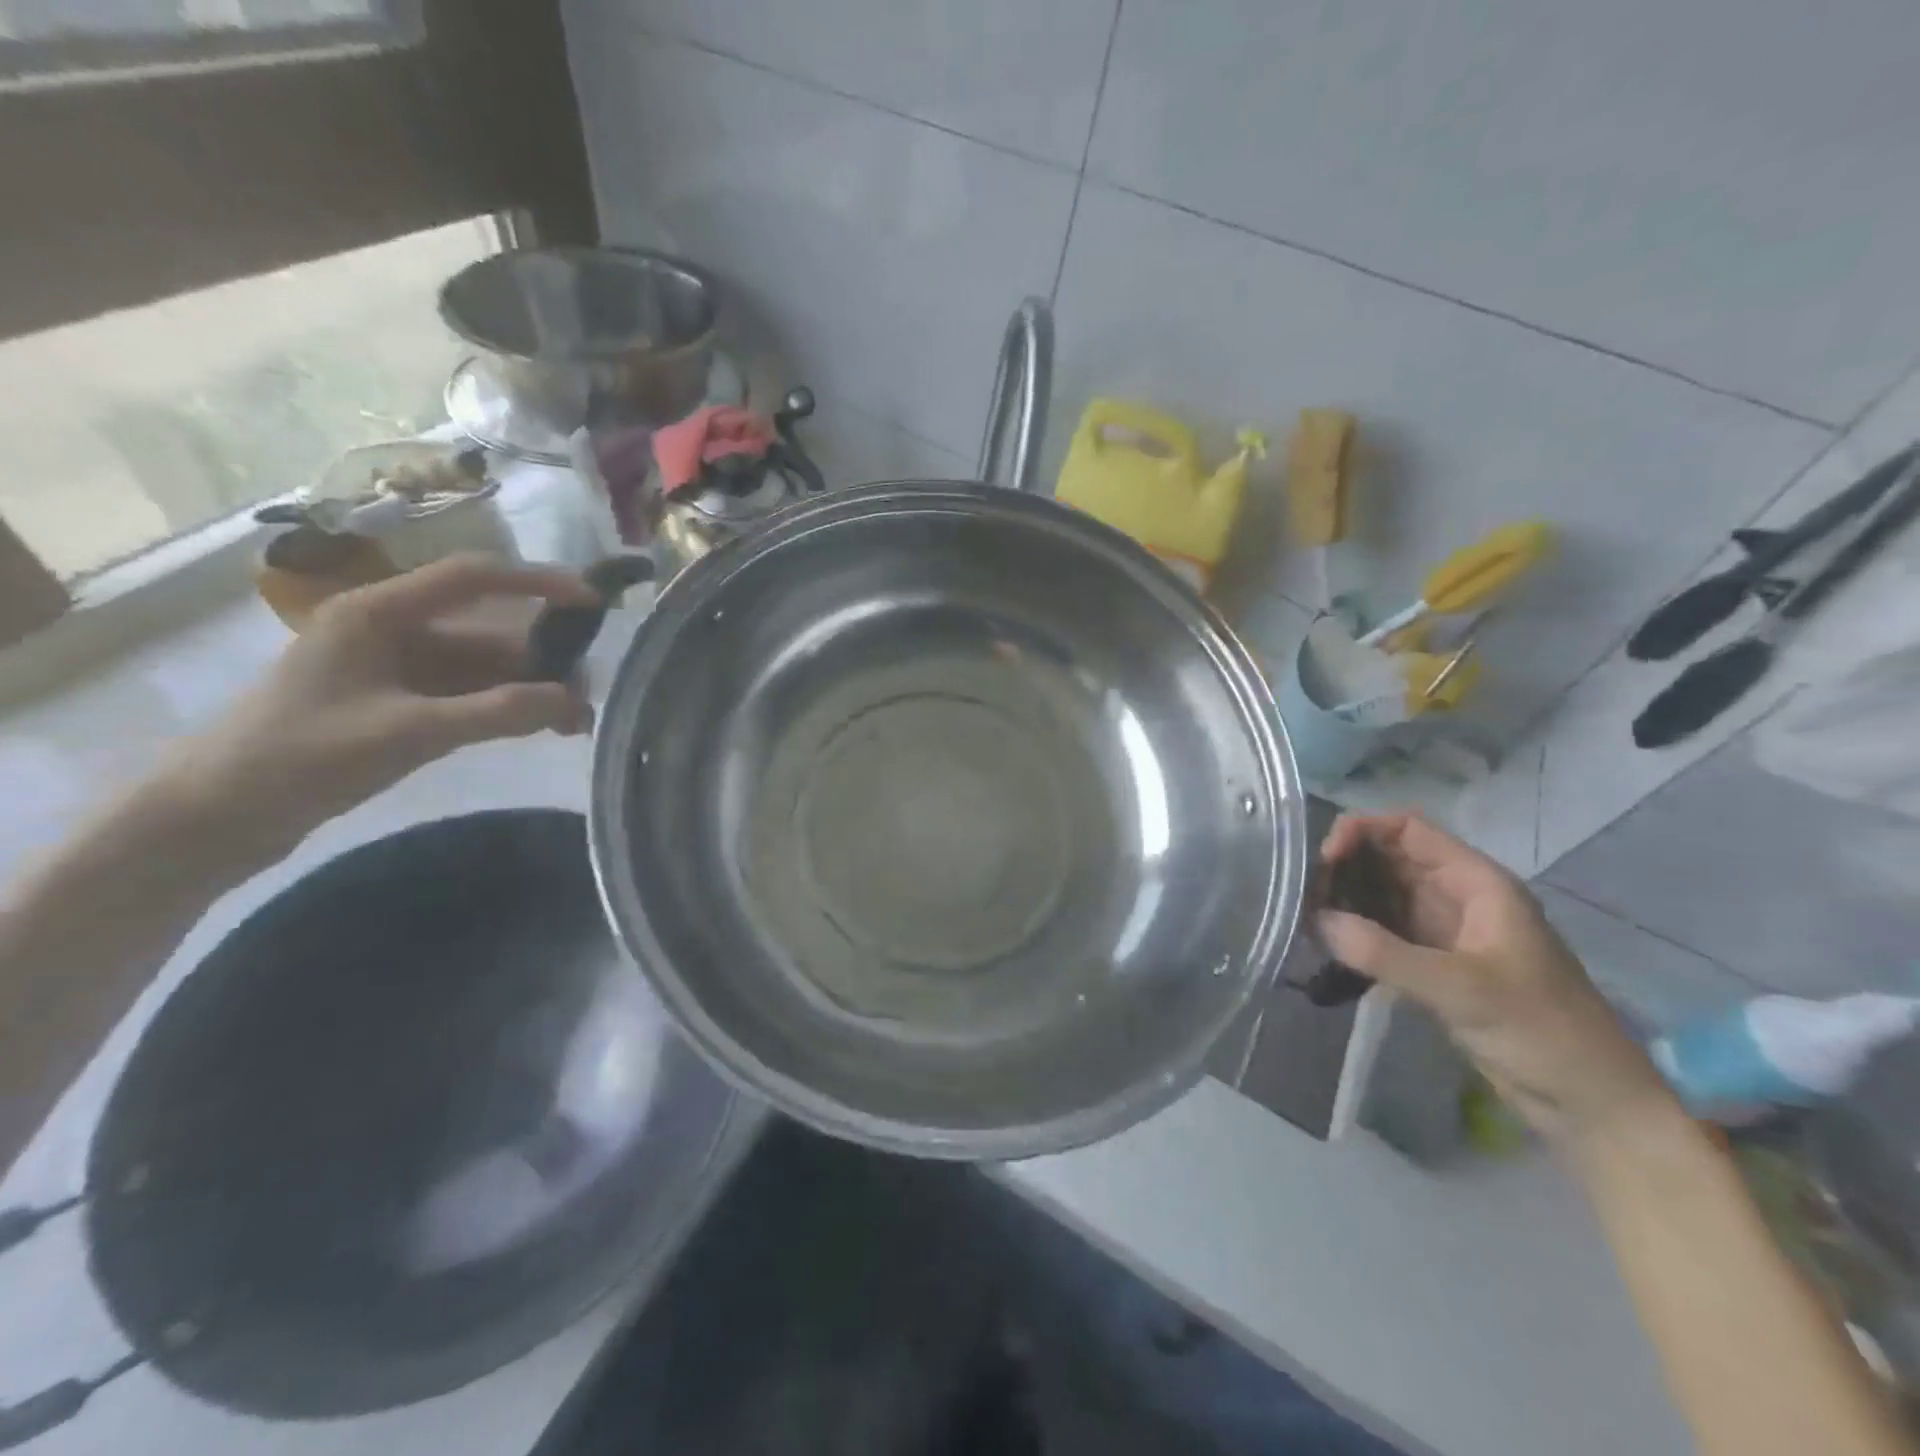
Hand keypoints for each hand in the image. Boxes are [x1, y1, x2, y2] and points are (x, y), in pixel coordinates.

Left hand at [166, 555, 596, 856]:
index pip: (473, 579)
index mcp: (379, 613)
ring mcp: (396, 669)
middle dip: (541, 662)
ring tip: (573, 725)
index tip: (595, 603)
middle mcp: (392, 630)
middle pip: (487, 632)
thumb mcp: (408, 732)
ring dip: (528, 691)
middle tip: (587, 699)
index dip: (538, 583)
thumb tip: (574, 702)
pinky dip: (504, 709)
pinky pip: (468, 695)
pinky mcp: (398, 703)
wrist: (217, 817)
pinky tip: (537, 729)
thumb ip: (496, 713)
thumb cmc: (301, 757)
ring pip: (483, 669)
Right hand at [1317, 812, 1673, 1144]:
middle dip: (1346, 867)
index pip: (1409, 830)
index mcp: (1477, 884)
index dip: (1363, 831)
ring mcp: (1444, 932)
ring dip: (1345, 900)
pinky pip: (1383, 933)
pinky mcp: (1433, 965)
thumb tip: (1318, 921)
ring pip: (1382, 896)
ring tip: (1306, 917)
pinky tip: (1325, 944)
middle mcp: (1457, 897)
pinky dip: (1354, 933)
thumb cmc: (1542, 1033)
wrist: (1591, 1106)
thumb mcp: (1463, 989)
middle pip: (1390, 859)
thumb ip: (1387, 954)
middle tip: (1306, 893)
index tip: (1325, 859)